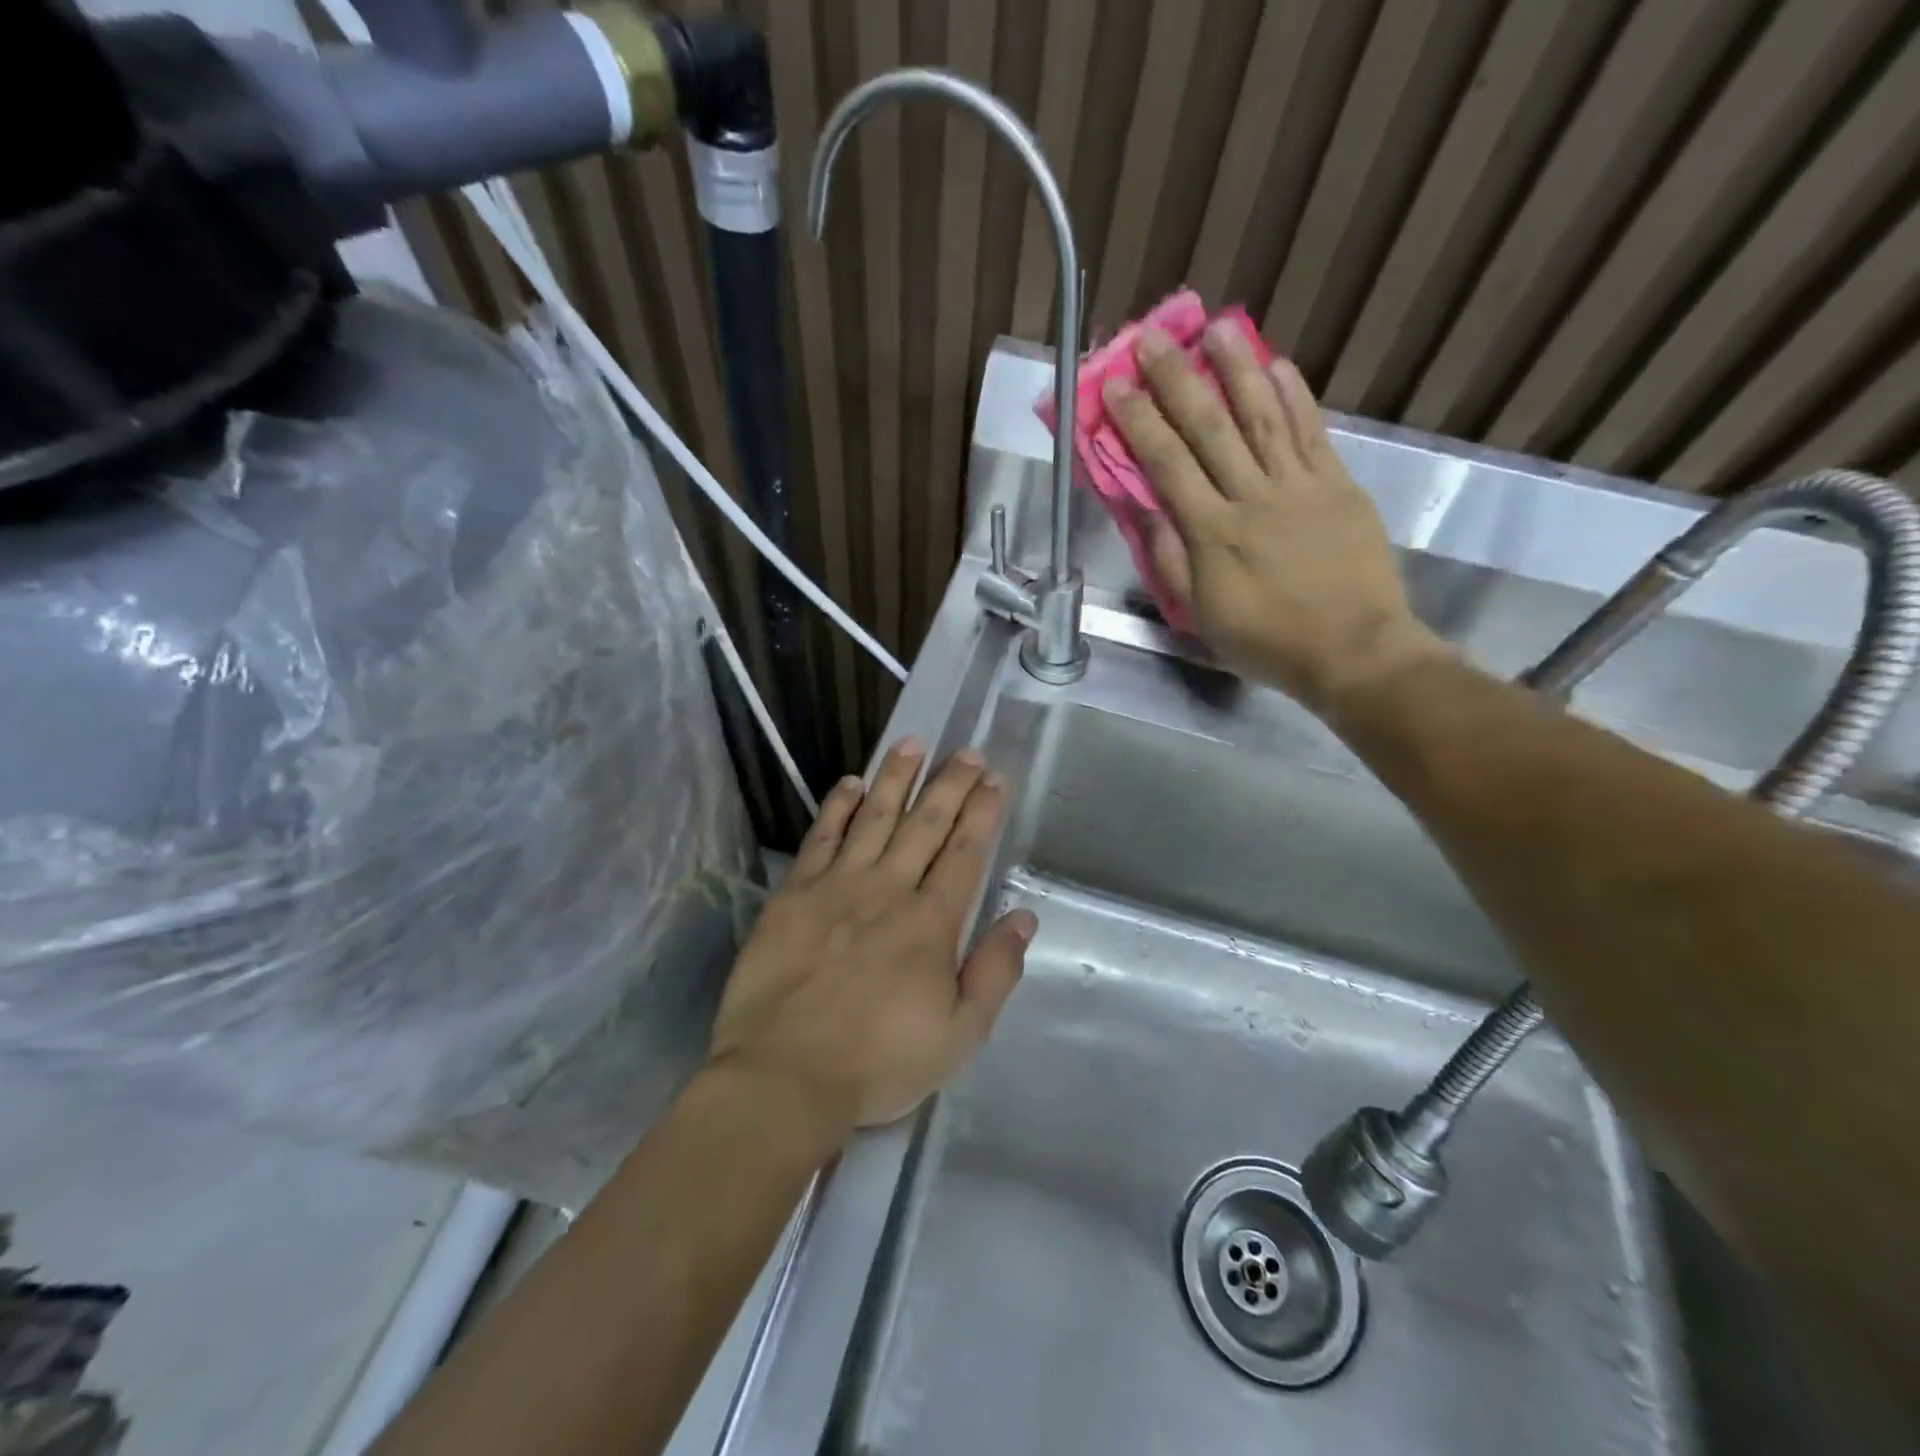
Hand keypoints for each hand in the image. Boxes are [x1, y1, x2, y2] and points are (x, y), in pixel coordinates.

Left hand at [707, 739, 1035, 1143]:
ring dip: (896, 778)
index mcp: (931, 922)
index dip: (982, 813)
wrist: (784, 1076)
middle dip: (950, 784)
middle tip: (966, 752)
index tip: (994, 779)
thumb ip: (995, 971)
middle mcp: (888, 889)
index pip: (964, 853)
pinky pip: (821, 837)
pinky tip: (850, 783)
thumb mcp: (960, 1035)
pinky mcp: (794, 894)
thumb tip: (1023, 917)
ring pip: (874, 818)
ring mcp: (838, 886)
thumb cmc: (879, 1063)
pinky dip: (838, 807)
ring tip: (912, 744)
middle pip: (925, 824)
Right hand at [1101, 322, 1447, 716]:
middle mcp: (1253, 497)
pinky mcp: (1339, 485)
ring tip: (1218, 327)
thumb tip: (1149, 510)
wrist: (1353, 650)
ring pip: (1263, 416)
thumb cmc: (1266, 640)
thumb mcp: (1202, 614)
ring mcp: (1300, 486)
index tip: (1116, 386)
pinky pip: (1313, 432)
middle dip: (1178, 380)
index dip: (1139, 422)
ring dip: (1238, 369)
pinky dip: (1295, 396)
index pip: (1168, 464)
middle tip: (1154, 338)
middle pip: (1210, 427)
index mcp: (1212, 532)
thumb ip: (1172, 560)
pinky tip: (1278, 364)